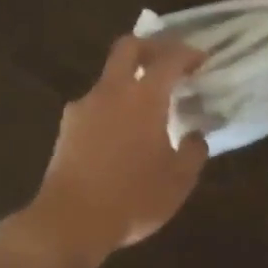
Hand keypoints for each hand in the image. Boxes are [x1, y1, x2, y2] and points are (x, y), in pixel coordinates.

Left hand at [21, 33, 209, 266]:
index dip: (187, 54)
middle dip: (151, 47)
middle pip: (128, 48)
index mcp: (143, 97)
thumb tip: (195, 136)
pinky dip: (112, 108)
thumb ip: (192, 151)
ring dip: (129, 82)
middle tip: (169, 62)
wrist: (71, 220)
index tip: (200, 59)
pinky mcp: (66, 127)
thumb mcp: (178, 181)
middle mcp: (110, 91)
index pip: (168, 59)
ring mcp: (83, 107)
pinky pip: (95, 106)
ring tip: (147, 110)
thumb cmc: (132, 198)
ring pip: (109, 79)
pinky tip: (121, 136)